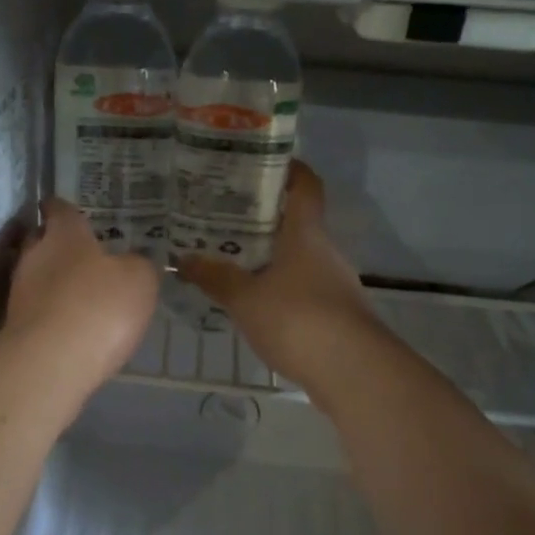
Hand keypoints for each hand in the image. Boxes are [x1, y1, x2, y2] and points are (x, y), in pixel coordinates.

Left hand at [5, 198, 158, 389]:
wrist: (52, 362)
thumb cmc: (100, 306)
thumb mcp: (139, 280)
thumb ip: (137, 266)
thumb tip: (132, 263)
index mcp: (64, 235)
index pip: (60, 210)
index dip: (62, 208)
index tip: (61, 207)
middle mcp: (35, 256)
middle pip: (40, 241)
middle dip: (54, 244)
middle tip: (76, 253)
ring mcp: (20, 293)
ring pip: (34, 276)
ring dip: (51, 282)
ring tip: (75, 293)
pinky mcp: (14, 327)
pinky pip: (35, 310)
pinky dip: (49, 312)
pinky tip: (67, 325)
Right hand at [176, 160, 381, 390]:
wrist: (352, 370)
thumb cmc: (297, 319)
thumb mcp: (245, 298)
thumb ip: (215, 277)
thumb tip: (183, 259)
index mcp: (305, 234)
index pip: (305, 186)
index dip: (289, 169)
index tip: (260, 163)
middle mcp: (324, 252)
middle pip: (297, 223)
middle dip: (263, 218)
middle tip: (223, 218)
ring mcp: (334, 284)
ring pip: (298, 259)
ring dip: (269, 258)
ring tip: (230, 261)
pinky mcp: (335, 314)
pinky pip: (301, 289)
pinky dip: (278, 289)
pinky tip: (254, 304)